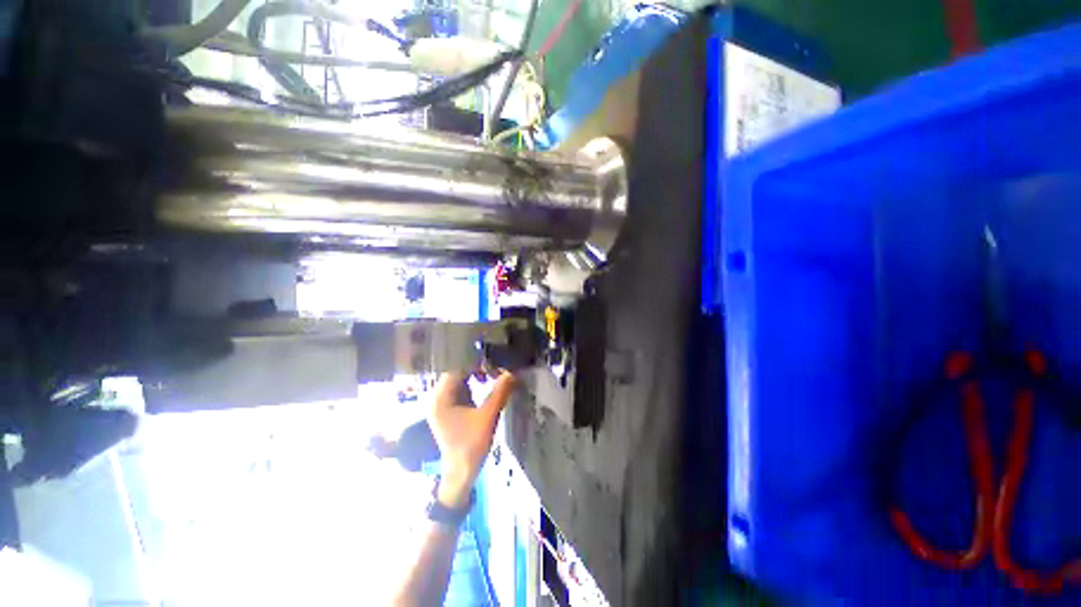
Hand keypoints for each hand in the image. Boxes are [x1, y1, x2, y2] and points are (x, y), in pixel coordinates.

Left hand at [428, 371, 515, 508]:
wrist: (460, 474)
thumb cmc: (471, 445)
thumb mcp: (487, 417)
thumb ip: (500, 393)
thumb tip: (512, 372)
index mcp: (440, 398)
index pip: (456, 369)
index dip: (475, 363)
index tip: (493, 363)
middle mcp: (437, 398)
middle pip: (456, 373)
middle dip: (476, 369)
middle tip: (495, 369)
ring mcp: (441, 404)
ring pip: (459, 380)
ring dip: (475, 376)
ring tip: (492, 375)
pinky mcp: (448, 410)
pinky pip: (460, 390)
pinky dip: (472, 385)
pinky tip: (485, 386)